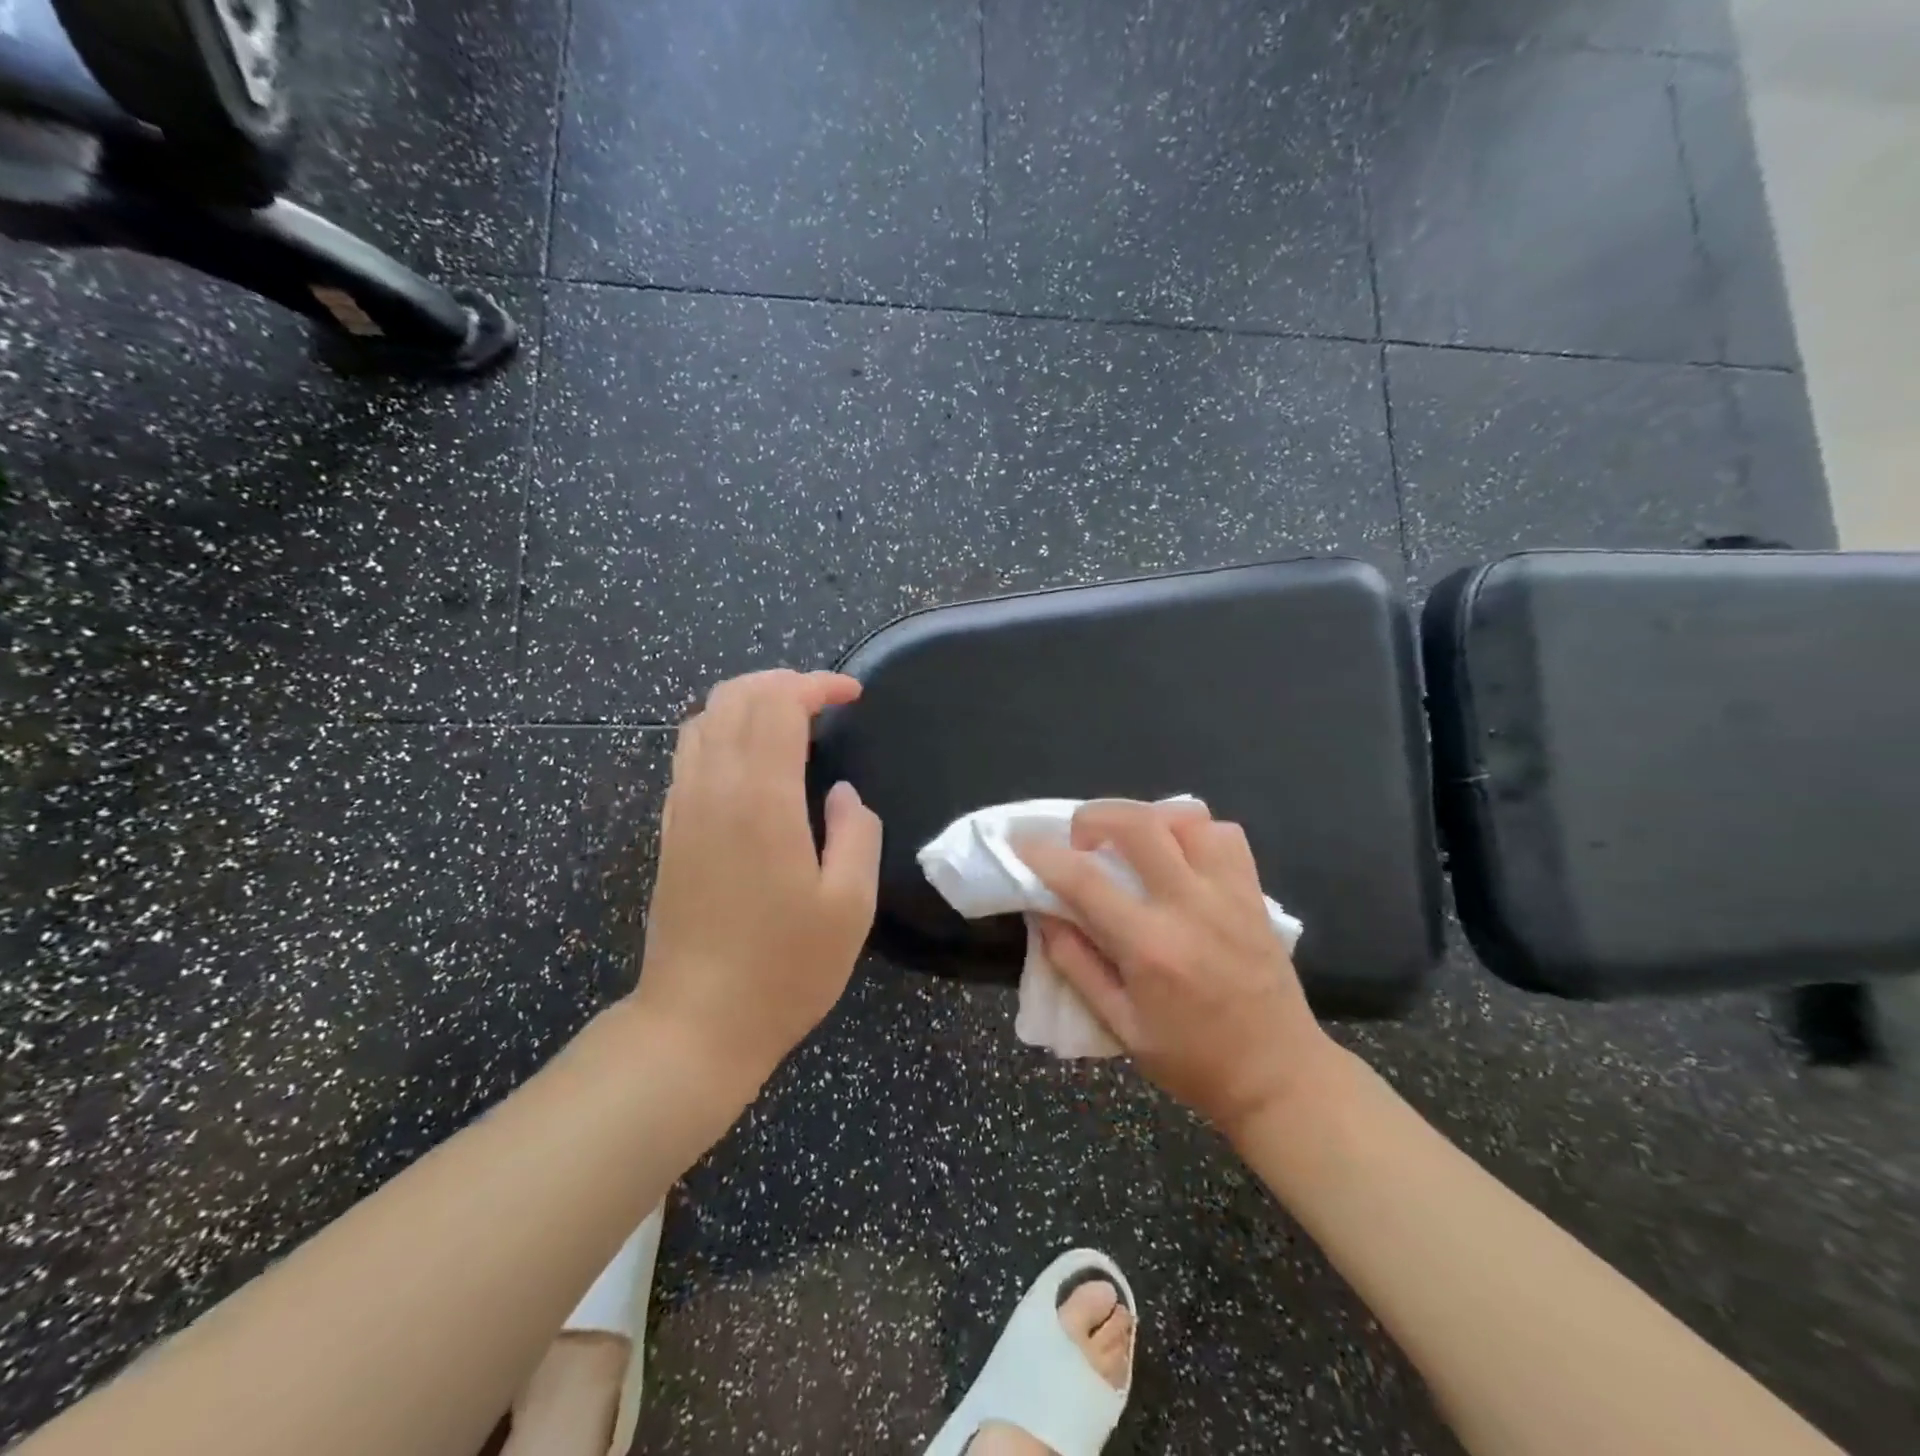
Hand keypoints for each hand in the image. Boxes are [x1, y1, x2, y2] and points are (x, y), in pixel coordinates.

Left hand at [632, 670, 882, 1095]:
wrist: (696, 1024)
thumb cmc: (784, 969)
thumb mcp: (850, 906)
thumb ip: (857, 834)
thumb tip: (844, 793)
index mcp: (762, 800)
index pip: (778, 705)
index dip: (816, 685)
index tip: (852, 694)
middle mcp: (714, 789)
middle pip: (735, 698)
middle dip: (782, 682)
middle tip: (824, 700)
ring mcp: (683, 807)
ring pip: (704, 719)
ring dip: (749, 701)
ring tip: (790, 718)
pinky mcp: (669, 829)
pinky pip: (688, 752)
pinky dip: (721, 730)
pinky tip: (750, 757)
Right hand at [1017, 801, 1336, 1136]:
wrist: (1279, 1076)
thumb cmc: (1192, 1060)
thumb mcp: (1120, 1025)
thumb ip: (1075, 964)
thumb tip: (1043, 914)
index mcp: (1150, 946)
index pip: (1083, 879)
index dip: (1043, 854)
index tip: (1021, 843)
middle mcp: (1190, 906)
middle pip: (1137, 823)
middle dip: (1093, 816)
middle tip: (1080, 840)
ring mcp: (1228, 894)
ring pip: (1186, 817)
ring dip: (1147, 819)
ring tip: (1131, 845)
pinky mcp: (1254, 893)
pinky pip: (1225, 835)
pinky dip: (1194, 832)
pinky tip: (1179, 856)